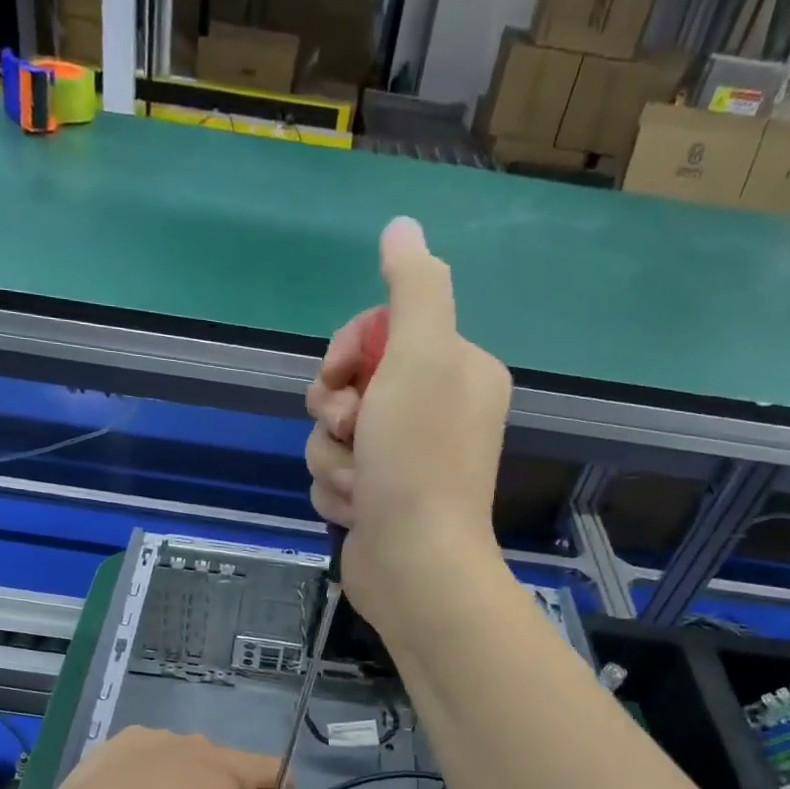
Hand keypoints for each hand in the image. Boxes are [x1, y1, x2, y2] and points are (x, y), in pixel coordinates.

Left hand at [41, 727, 296, 788]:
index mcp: (227, 766)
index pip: (273, 767)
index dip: (282, 788)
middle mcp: (198, 742)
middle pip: (228, 764)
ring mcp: (158, 737)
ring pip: (188, 757)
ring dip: (190, 779)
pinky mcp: (123, 741)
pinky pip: (153, 754)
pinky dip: (154, 771)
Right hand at [304, 217, 510, 621]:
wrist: (414, 562)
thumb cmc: (419, 457)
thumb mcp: (421, 355)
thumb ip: (413, 287)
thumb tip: (403, 226)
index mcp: (456, 371)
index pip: (380, 333)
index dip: (347, 351)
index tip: (341, 377)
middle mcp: (434, 411)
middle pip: (350, 384)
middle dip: (336, 411)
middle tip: (353, 431)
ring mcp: (404, 460)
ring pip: (334, 433)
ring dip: (334, 457)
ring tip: (360, 483)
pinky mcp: (378, 499)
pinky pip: (333, 473)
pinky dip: (336, 490)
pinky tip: (358, 510)